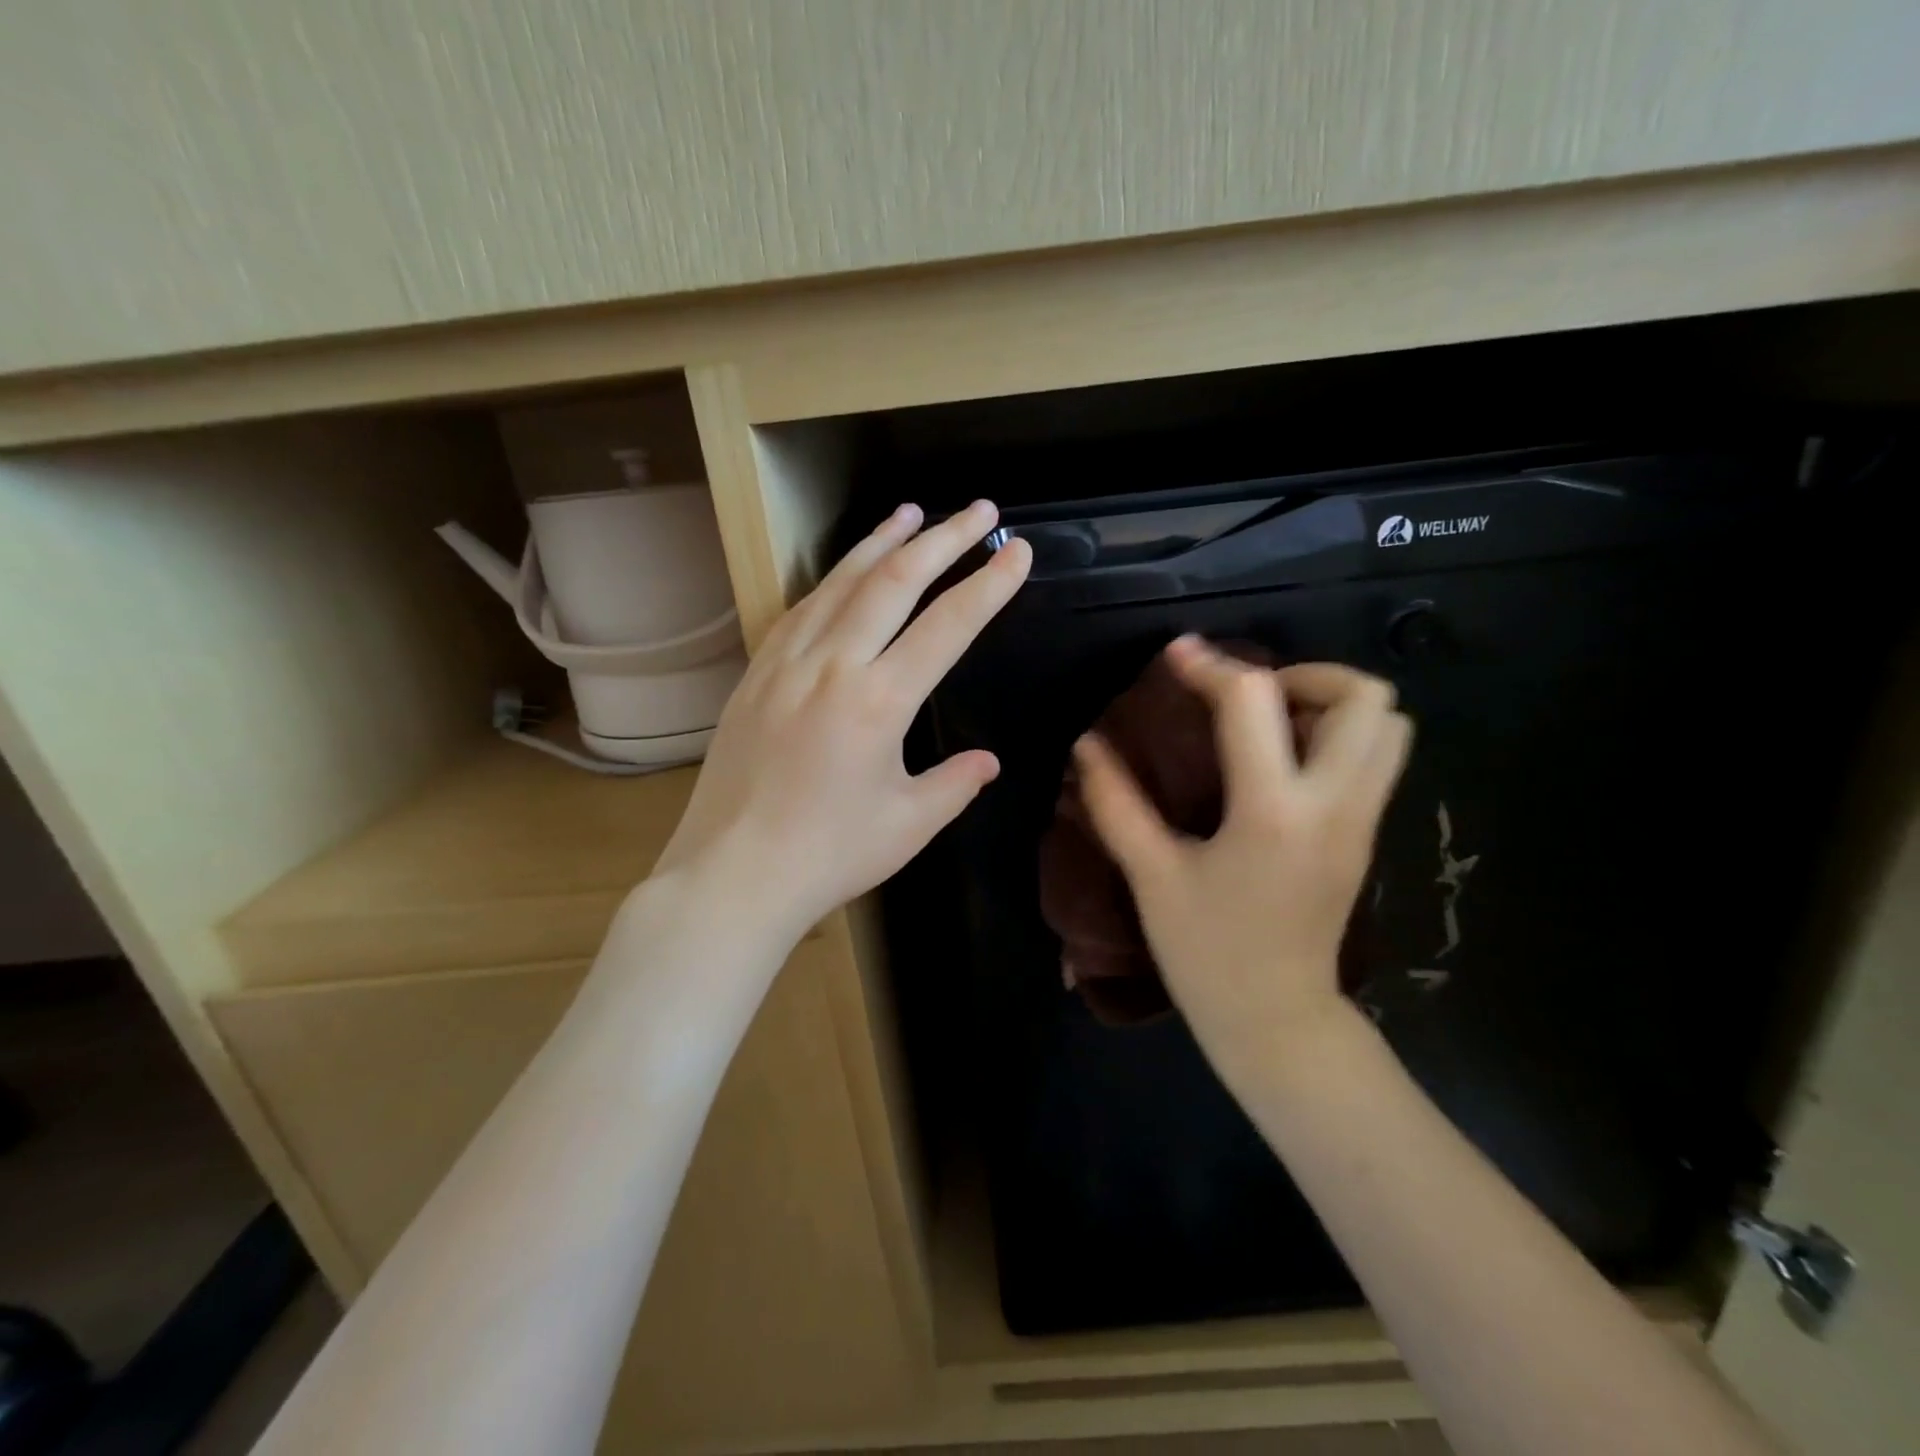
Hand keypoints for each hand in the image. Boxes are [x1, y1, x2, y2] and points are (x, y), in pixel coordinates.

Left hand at [655, 500, 1032, 941]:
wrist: (732, 874)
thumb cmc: (828, 856)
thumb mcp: (908, 824)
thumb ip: (955, 784)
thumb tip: (987, 761)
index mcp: (879, 701)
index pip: (948, 625)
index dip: (989, 585)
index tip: (1018, 552)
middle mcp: (832, 665)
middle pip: (894, 582)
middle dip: (943, 539)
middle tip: (979, 510)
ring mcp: (786, 664)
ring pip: (840, 583)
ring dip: (881, 542)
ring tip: (912, 512)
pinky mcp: (755, 675)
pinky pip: (800, 610)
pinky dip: (832, 581)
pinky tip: (844, 572)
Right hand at [1073, 636, 1410, 1083]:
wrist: (1276, 1020)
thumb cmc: (1207, 952)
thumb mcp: (1152, 876)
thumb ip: (1117, 804)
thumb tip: (1087, 745)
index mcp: (1272, 812)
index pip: (1254, 702)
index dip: (1211, 667)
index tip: (1177, 657)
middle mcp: (1334, 804)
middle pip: (1365, 697)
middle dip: (1304, 675)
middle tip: (1247, 696)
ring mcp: (1362, 820)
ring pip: (1389, 725)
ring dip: (1331, 704)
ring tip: (1270, 723)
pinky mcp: (1367, 834)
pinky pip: (1378, 757)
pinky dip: (1339, 735)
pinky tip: (1281, 761)